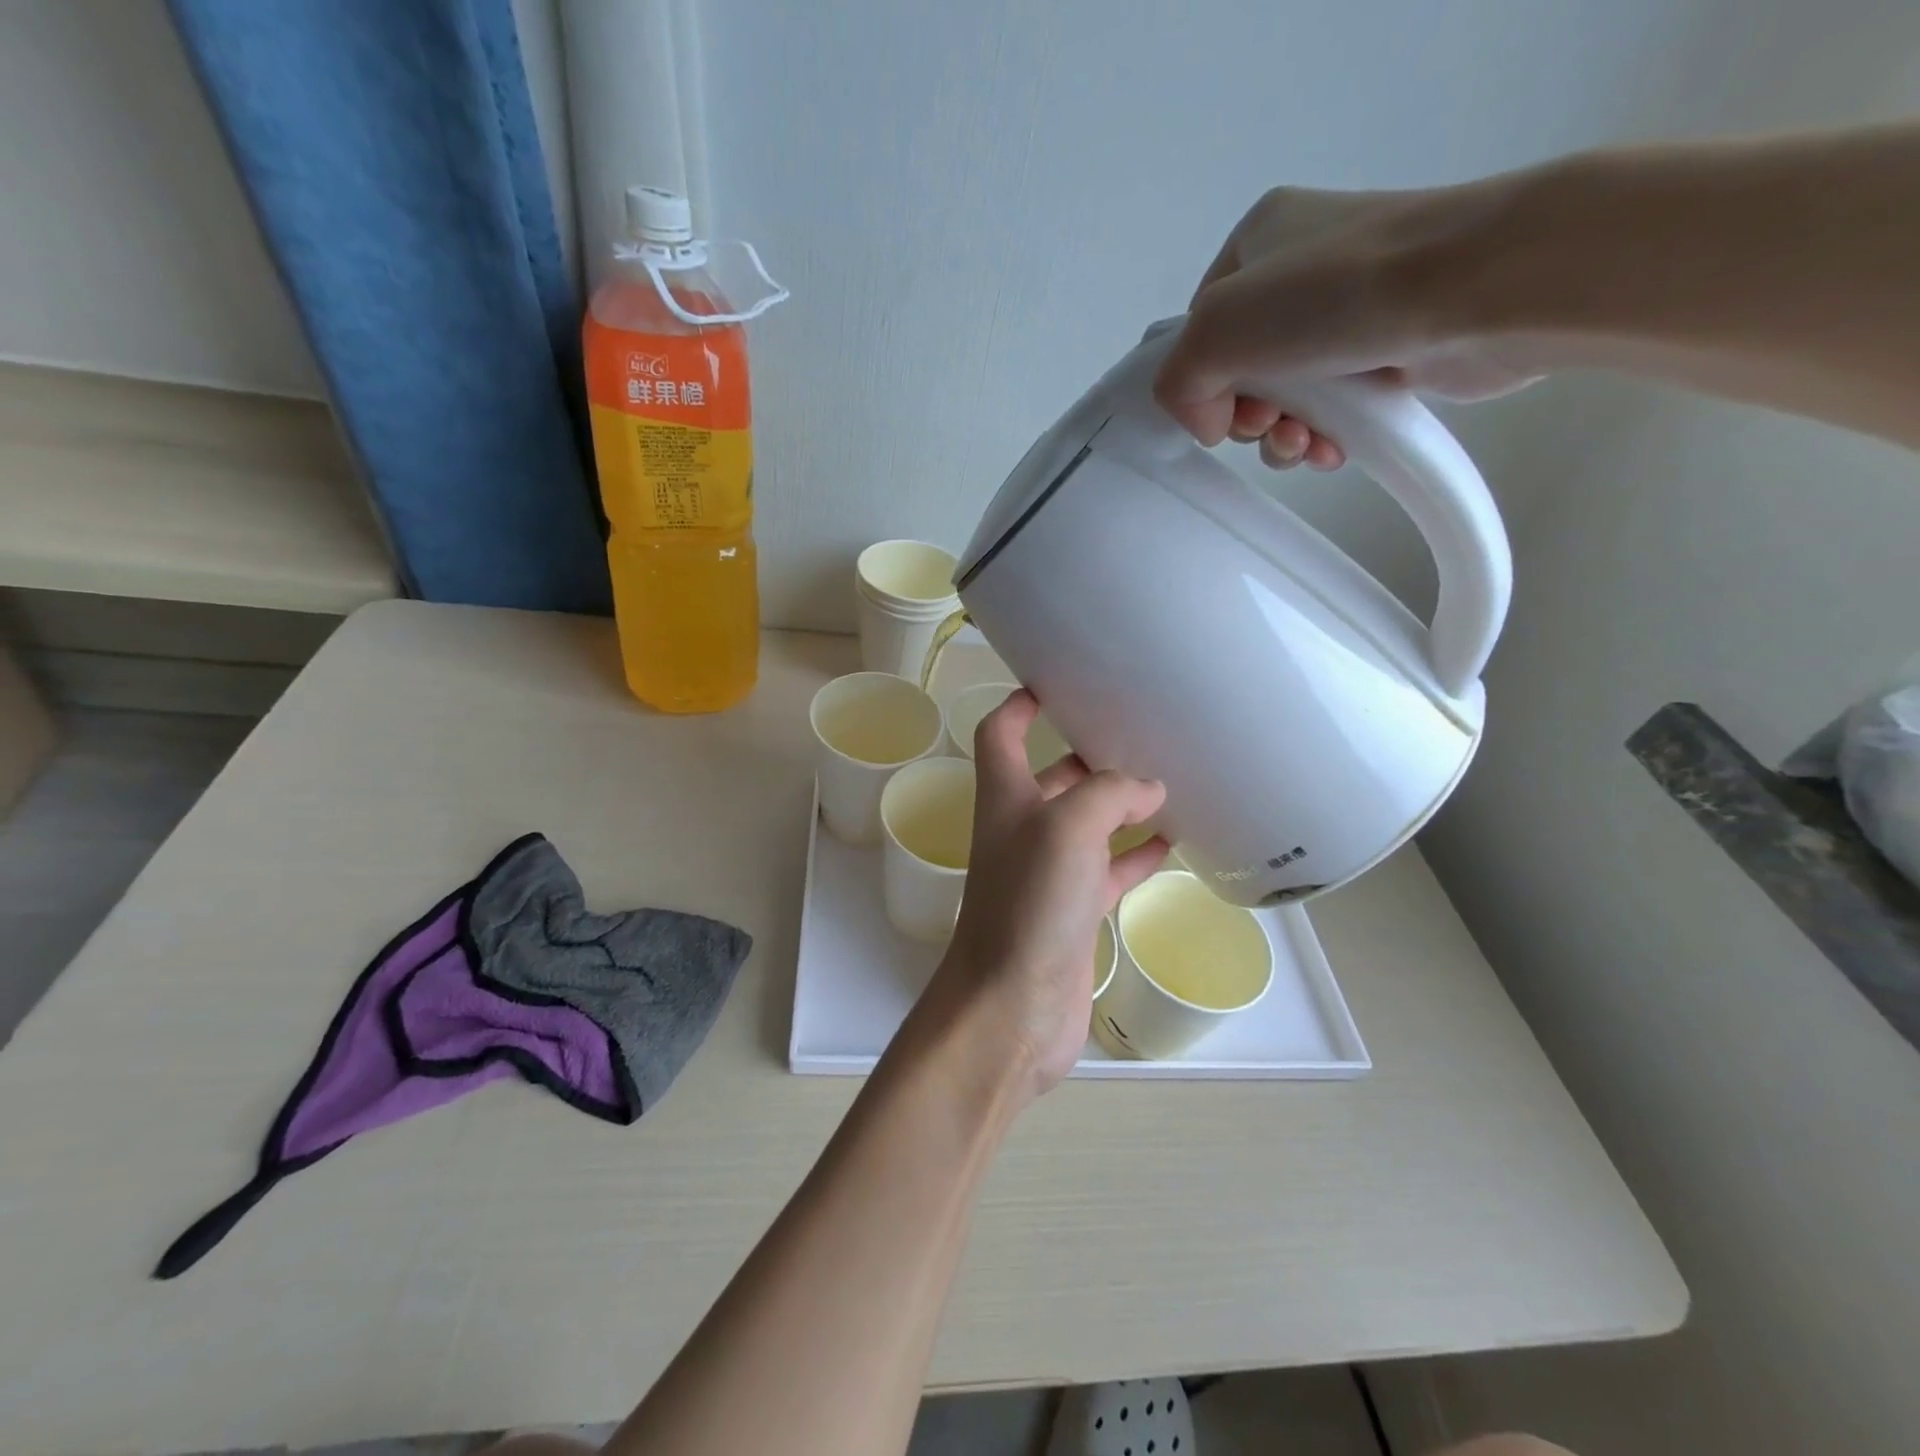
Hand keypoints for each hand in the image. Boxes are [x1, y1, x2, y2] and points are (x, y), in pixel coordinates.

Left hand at [922, 691, 1168, 1101]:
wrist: (1012, 1006)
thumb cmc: (1030, 904)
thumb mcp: (1068, 828)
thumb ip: (1108, 794)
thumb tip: (1148, 787)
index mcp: (1006, 797)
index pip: (1000, 733)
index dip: (1019, 704)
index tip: (1055, 682)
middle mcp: (1023, 828)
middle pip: (1052, 775)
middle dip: (1087, 751)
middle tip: (1139, 731)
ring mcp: (1049, 872)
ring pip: (1087, 823)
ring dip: (1120, 803)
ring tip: (1170, 779)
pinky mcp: (1075, 911)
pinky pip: (1110, 869)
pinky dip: (1137, 854)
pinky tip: (1175, 842)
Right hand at [1152, 185, 1540, 468]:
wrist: (1480, 288)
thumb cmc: (1336, 294)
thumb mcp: (1215, 329)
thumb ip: (1177, 380)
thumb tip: (1209, 422)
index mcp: (1259, 241)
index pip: (1201, 328)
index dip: (1199, 381)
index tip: (1219, 410)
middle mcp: (1303, 271)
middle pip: (1241, 372)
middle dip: (1247, 416)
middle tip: (1266, 424)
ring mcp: (1350, 312)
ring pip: (1286, 400)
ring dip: (1281, 438)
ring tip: (1302, 445)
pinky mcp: (1389, 353)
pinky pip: (1332, 412)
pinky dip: (1323, 439)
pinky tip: (1332, 449)